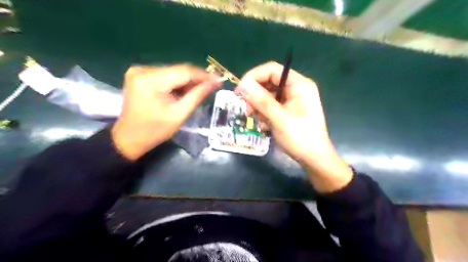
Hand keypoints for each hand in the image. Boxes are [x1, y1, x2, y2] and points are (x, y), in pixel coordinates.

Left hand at [112, 64, 220, 160]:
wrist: (129, 138)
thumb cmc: (154, 131)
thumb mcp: (179, 114)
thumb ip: (197, 95)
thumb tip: (214, 81)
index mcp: (150, 81)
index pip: (184, 71)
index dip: (203, 75)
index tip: (219, 79)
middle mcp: (143, 70)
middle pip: (178, 70)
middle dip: (196, 79)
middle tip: (211, 87)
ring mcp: (139, 71)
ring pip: (173, 72)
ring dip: (187, 81)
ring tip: (198, 91)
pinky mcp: (140, 74)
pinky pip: (166, 75)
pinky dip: (177, 83)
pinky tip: (183, 92)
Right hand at [237, 61, 352, 192]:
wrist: (313, 158)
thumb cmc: (300, 138)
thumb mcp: (279, 118)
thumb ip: (261, 100)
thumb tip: (242, 84)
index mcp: (299, 85)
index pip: (272, 69)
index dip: (253, 76)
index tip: (240, 90)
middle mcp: (295, 88)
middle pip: (268, 82)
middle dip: (255, 96)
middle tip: (248, 110)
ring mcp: (292, 99)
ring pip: (267, 95)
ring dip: (259, 107)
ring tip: (260, 122)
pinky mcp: (288, 109)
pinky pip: (270, 105)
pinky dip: (264, 114)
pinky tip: (266, 125)